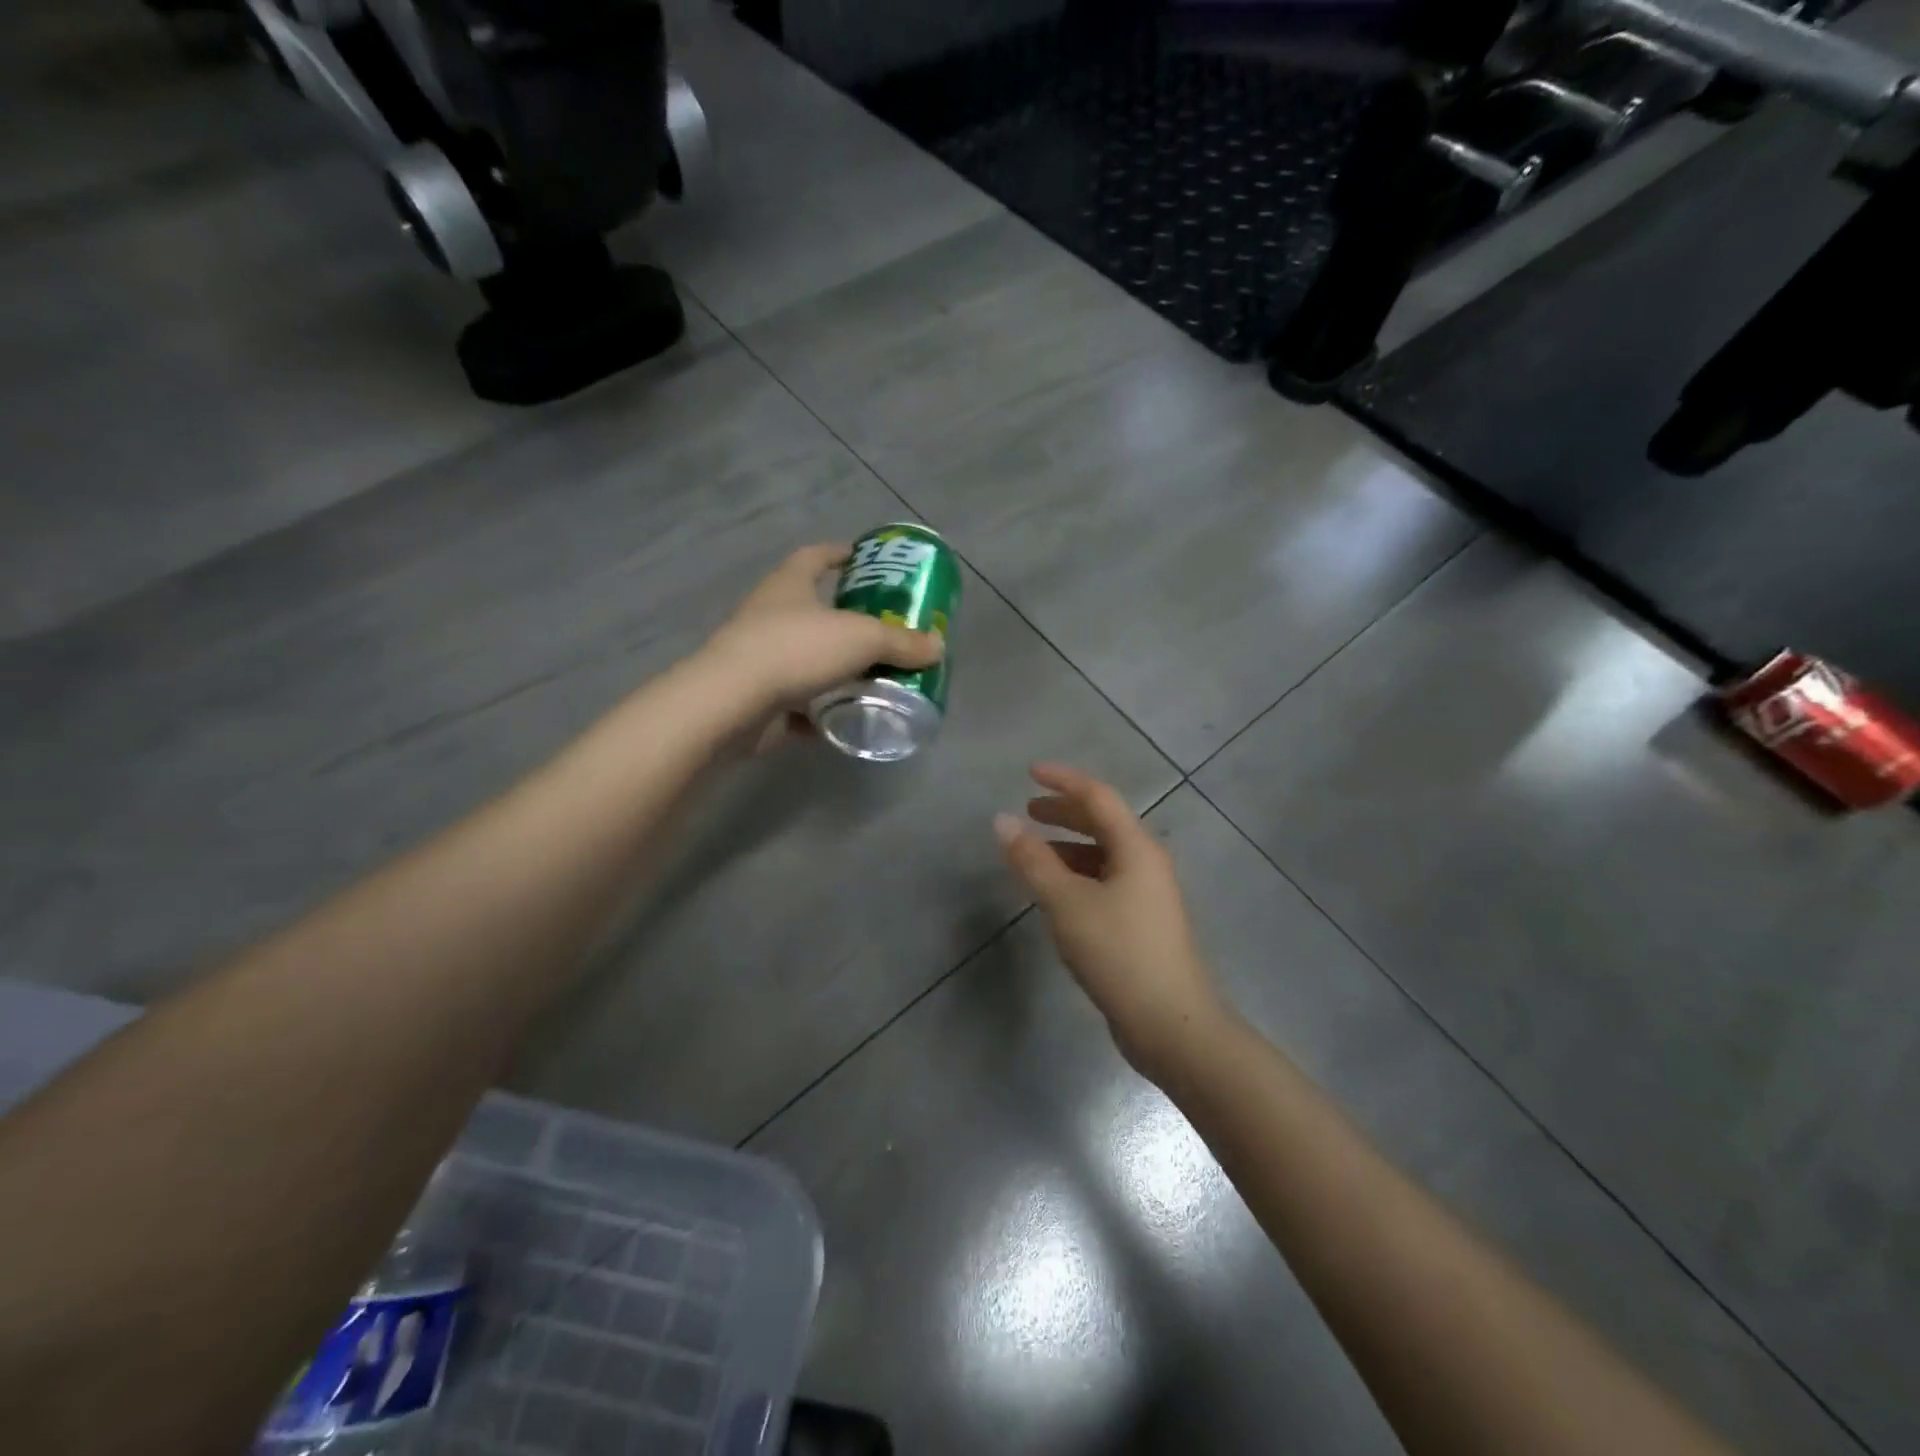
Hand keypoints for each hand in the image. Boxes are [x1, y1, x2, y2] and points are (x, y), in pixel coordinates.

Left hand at [700, 543, 944, 742]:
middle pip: (812, 608)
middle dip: (847, 617)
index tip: (862, 558)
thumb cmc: (796, 650)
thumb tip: (936, 646)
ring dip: (836, 666)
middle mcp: (770, 614)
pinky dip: (820, 710)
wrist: (732, 703)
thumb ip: (901, 643)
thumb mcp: (861, 639)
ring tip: (874, 676)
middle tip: (885, 628)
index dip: (838, 553)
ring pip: (806, 656)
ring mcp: (759, 656)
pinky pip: (797, 701)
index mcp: (789, 585)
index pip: (815, 556)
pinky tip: (846, 718)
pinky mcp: (757, 697)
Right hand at [995, 763, 1230, 1080]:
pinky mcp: (1143, 924)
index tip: (1029, 772)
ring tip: (1034, 853)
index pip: (1098, 797)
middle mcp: (1147, 863)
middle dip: (1065, 812)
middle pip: (1104, 823)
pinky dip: (1078, 875)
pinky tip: (1057, 894)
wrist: (1173, 1024)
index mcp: (1137, 848)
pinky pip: (1106, 882)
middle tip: (1028, 811)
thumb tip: (1002, 820)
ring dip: (1069, 846)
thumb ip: (1033, 860)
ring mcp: (1149, 895)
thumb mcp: (1067, 903)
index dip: (1063, 780)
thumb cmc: (1119, 954)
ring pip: (1104, 855)